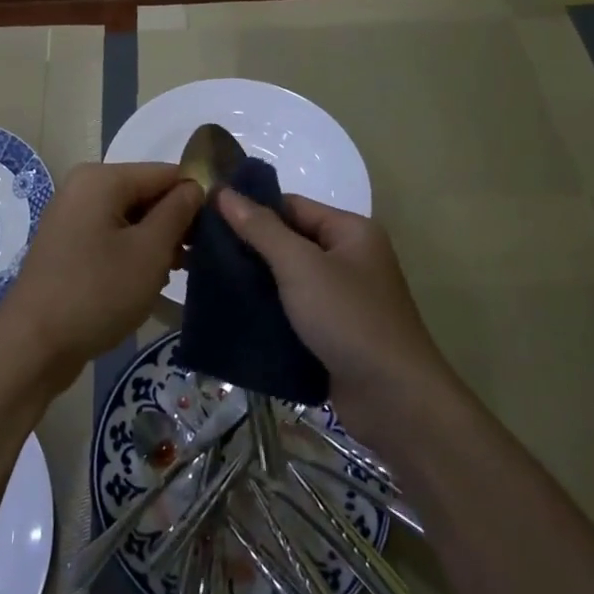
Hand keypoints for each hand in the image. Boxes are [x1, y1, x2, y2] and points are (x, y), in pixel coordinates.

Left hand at [0, 163, 203, 387]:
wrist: (33, 345)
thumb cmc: (96, 292)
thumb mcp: (149, 251)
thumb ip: (178, 212)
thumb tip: (196, 187)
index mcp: (101, 179)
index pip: (165, 173)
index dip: (196, 196)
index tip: (221, 228)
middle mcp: (83, 189)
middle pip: (146, 194)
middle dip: (175, 223)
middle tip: (200, 257)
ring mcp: (72, 218)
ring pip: (131, 219)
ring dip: (156, 242)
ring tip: (176, 273)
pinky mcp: (68, 246)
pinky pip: (112, 237)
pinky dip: (133, 254)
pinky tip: (149, 282)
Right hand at [216, 188, 452, 445]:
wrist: (395, 401)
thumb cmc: (349, 319)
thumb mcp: (300, 266)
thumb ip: (261, 229)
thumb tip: (223, 192)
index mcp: (350, 231)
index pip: (291, 206)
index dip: (250, 209)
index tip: (205, 217)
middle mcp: (349, 259)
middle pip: (288, 241)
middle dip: (248, 247)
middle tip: (198, 251)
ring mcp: (342, 298)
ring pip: (287, 279)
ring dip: (253, 281)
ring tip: (205, 280)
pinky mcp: (333, 333)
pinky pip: (292, 311)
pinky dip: (267, 311)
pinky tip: (232, 314)